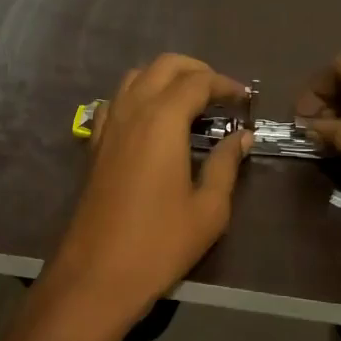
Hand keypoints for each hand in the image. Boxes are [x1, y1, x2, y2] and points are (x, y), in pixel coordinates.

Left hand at [43, 55, 251, 334]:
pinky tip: (152, 122)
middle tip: (220, 94)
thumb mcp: (208, 208)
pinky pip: (116, 101)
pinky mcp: (95, 144)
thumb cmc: (160, 243)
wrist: (97, 274)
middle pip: (164, 66)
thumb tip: (241, 137)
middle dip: (196, 70)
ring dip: (165, 78)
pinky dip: (138, 96)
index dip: (225, 84)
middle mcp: (132, 110)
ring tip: (190, 103)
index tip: (245, 99)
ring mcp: (109, 125)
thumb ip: (226, 164)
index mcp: (163, 120)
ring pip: (136, 77)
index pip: (197, 81)